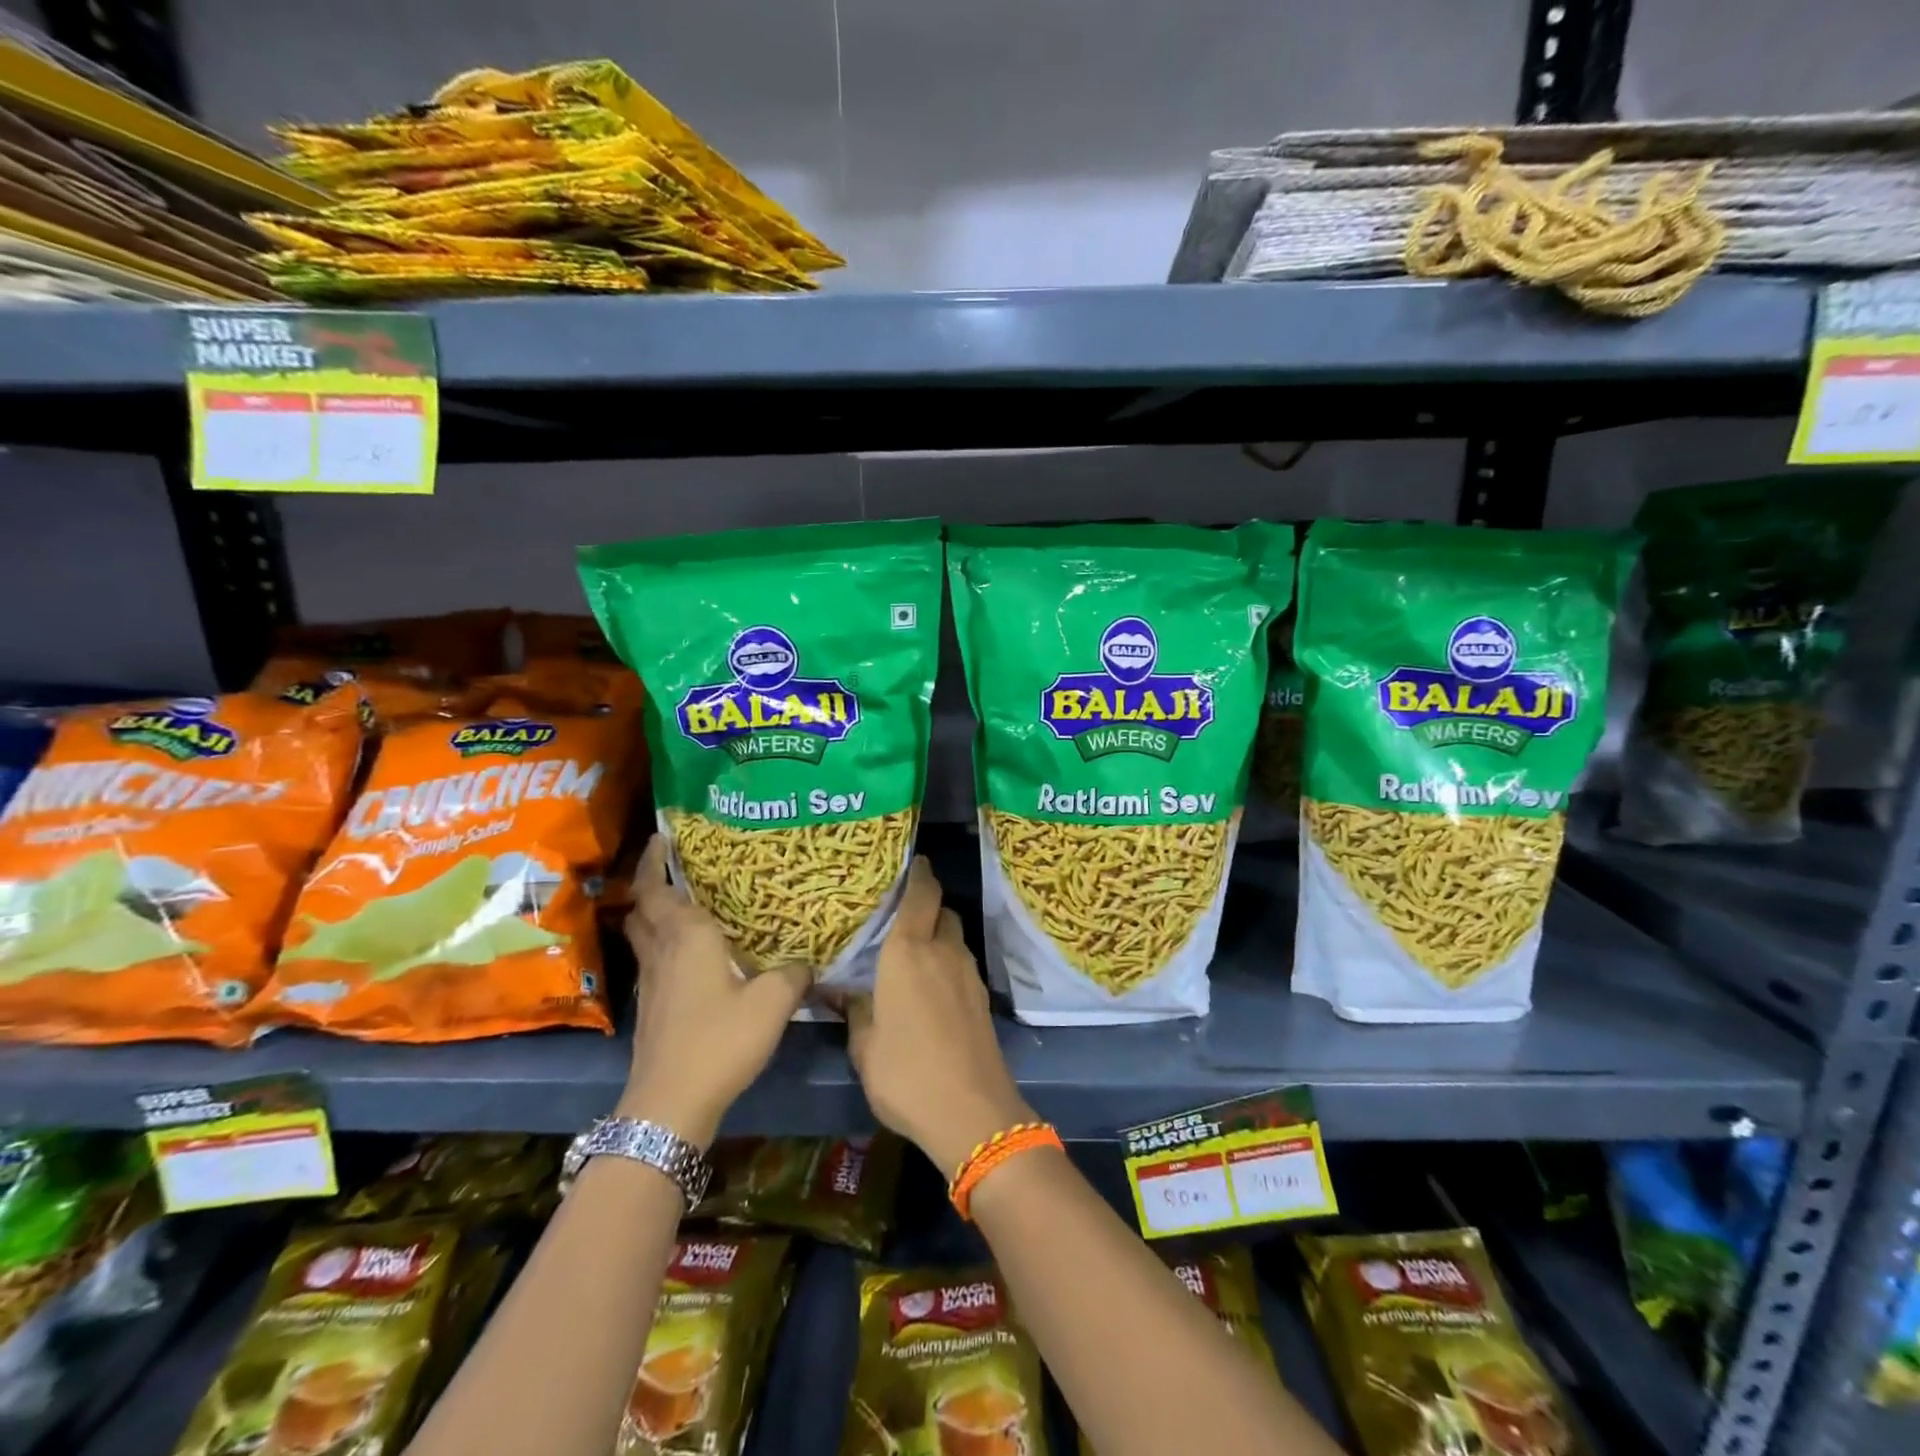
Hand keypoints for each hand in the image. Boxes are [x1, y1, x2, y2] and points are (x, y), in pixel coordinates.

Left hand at [619, 835, 808, 1147]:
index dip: (653, 861)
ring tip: (685, 904)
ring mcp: (652, 983)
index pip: (656, 888)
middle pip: (642, 909)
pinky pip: (654, 961)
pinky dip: (664, 946)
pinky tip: (692, 956)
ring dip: (654, 916)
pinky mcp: (652, 1009)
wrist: (671, 1104)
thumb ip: (793, 973)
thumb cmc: (719, 1040)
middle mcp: (662, 952)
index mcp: (686, 937)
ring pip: (644, 936)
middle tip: (676, 868)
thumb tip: (806, 961)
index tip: (662, 837)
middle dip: (650, 884)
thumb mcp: (772, 1002)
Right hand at [845, 858, 1034, 1178]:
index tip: (913, 861)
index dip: (918, 874)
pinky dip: (948, 961)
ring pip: (955, 937)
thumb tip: (842, 990)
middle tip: (900, 914)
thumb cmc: (906, 1073)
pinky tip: (930, 985)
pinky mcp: (981, 998)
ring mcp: (968, 974)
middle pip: (942, 910)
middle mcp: (943, 952)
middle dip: (926, 904)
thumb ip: (854, 1010)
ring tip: (912, 950)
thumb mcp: (865, 1045)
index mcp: (908, 952)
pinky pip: (962, 963)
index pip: (920, 895)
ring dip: (938, 934)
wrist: (972, 1112)